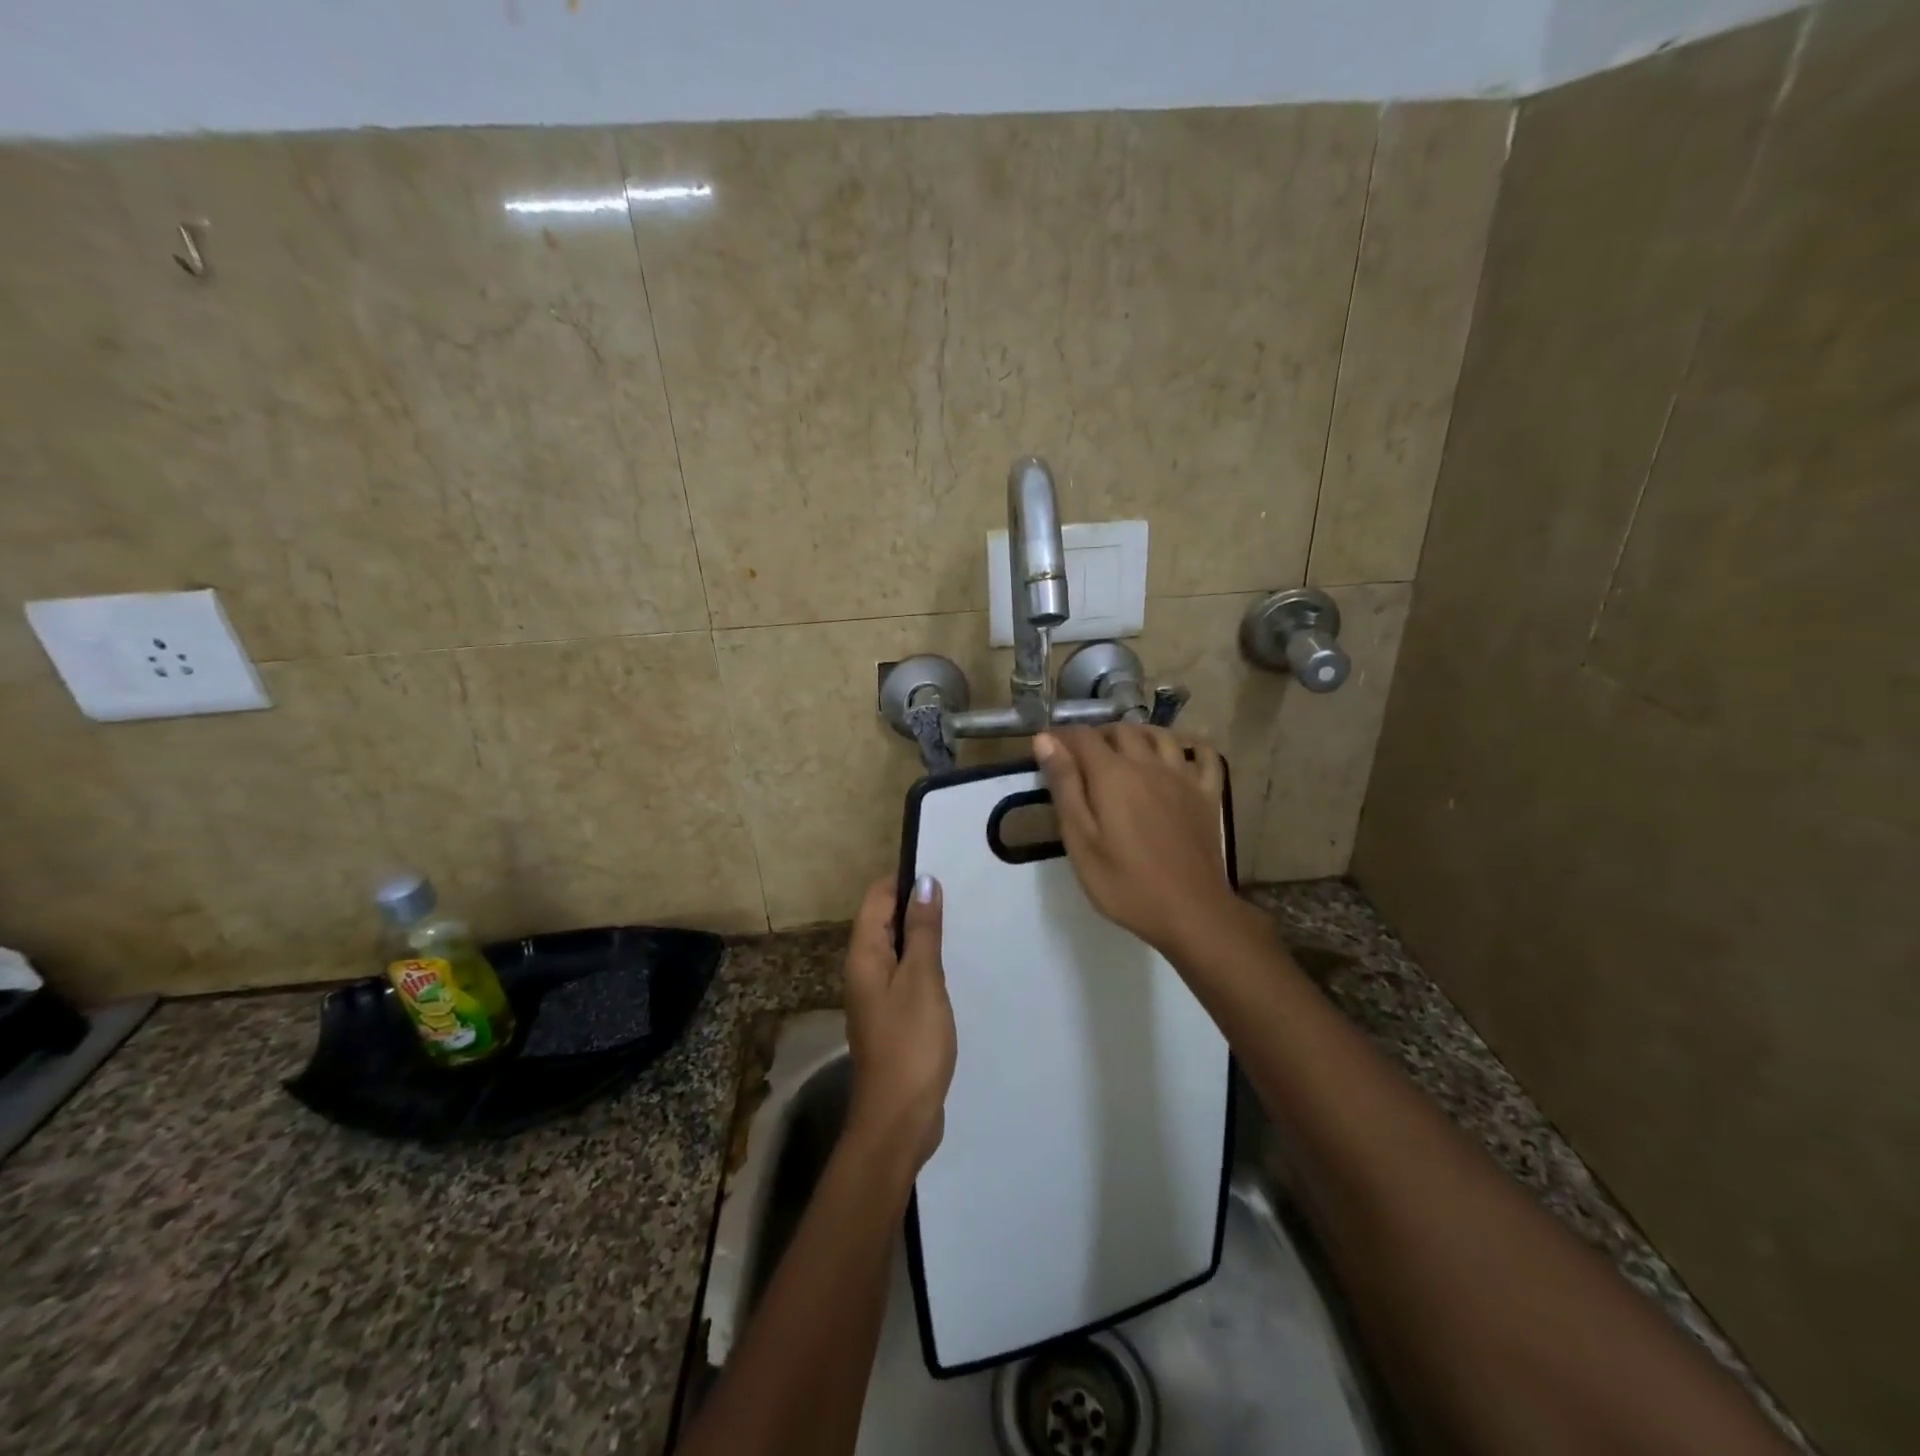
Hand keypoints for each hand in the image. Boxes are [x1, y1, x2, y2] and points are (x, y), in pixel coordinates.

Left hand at [842, 875, 956, 1175]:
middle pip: (884, 920)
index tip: (941, 872)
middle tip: (958, 895)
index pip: (877, 898)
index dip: (904, 880)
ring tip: (959, 923)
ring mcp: (876, 995)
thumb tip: (923, 881)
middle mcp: (863, 970)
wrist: (899, 1119)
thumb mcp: (922, 979)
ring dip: (921, 934)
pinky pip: (904, 974)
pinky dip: (923, 962)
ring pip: (896, 948)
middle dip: (915, 904)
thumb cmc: (910, 1043)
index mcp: (864, 955)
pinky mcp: (891, 1017)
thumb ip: (922, 930)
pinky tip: (949, 966)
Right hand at [1034, 725, 1242, 957]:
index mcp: (1112, 774)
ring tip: (1123, 752)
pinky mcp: (1207, 794)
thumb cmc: (1124, 883)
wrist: (1190, 912)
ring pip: (1160, 735)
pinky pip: (1204, 754)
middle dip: (1097, 735)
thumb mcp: (1080, 840)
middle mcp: (1148, 764)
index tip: (1046, 748)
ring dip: (1137, 734)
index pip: (1082, 736)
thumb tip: (1045, 740)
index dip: (1060, 736)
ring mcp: (1182, 777)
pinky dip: (1189, 745)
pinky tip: (1178, 754)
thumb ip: (1064, 786)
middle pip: (1120, 730)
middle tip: (1080, 758)